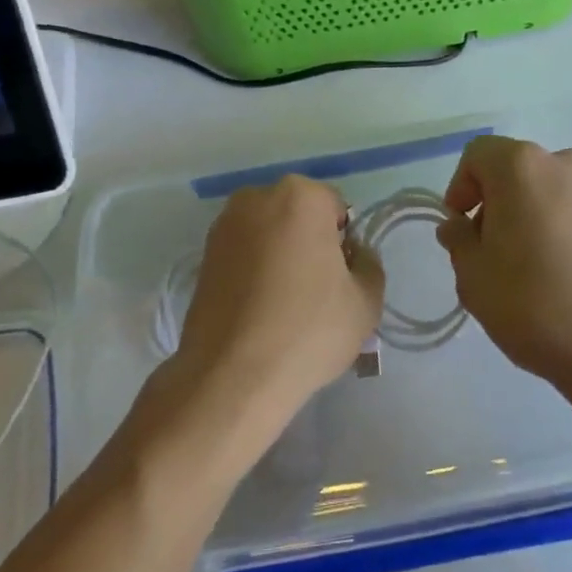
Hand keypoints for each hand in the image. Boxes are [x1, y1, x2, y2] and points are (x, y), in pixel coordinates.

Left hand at [175, 175, 383, 417]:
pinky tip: (259, 310)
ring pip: (269, 234)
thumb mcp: (366, 301)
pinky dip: (254, 271)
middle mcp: (256, 198)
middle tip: (316, 292)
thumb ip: (369, 265)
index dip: (345, 244)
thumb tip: (353, 255)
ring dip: (280, 256)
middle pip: (298, 216)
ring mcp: (223, 226)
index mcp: (300, 196)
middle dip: (310, 243)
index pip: (337, 209)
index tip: (341, 280)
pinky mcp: (202, 255)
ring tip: (285, 305)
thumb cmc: (308, 329)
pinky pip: (243, 254)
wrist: (232, 375)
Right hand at [437, 136, 571, 393]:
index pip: (477, 155)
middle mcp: (562, 164)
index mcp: (521, 167)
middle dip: (493, 202)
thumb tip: (459, 226)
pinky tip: (555, 273)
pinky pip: (571, 210)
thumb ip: (458, 240)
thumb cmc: (533, 302)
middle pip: (513, 170)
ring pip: (544, 191)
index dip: (459, 187)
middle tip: (486, 250)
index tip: (459, 227)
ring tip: (521, 266)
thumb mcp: (473, 275)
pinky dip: (554, 228)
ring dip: (524, 215)